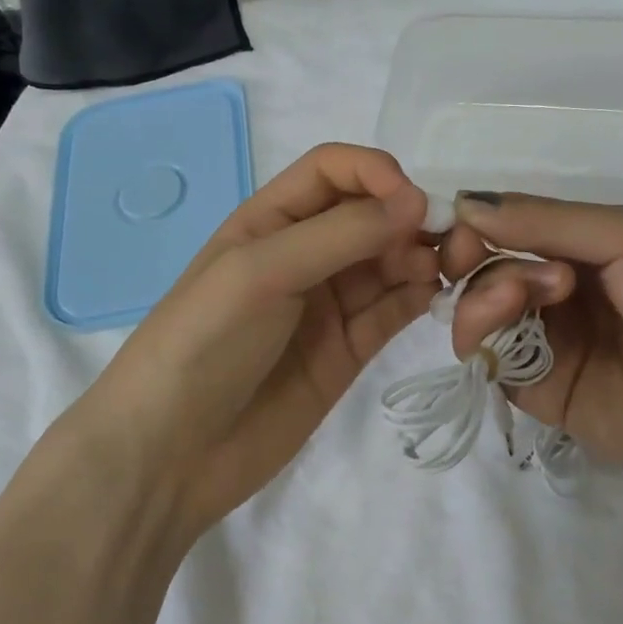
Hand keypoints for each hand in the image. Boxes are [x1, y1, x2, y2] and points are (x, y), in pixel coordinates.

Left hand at [65, 145, 437, 535]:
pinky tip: (433, 297)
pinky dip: (418, 297)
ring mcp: (328, 304)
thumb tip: (417, 202)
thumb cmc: (205, 342)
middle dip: (410, 218)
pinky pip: (393, 309)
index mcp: (271, 219)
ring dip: (421, 257)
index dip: (376, 173)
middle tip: (451, 243)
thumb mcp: (262, 271)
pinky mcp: (349, 350)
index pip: (334, 171)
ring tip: (444, 272)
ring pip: (390, 261)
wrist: (171, 452)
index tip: (413, 202)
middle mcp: (305, 253)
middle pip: (371, 215)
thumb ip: (340, 234)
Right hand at [440, 193, 622, 512]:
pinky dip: (484, 335)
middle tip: (488, 257)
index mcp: (585, 249)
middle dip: (479, 257)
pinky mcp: (539, 393)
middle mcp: (559, 293)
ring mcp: (548, 344)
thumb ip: (545, 220)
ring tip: (529, 295)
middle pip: (485, 270)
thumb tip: (463, 202)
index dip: (478, 225)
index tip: (463, 225)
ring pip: (480, 313)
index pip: (509, 229)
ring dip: (486, 294)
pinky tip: (513, 323)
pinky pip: (490, 360)